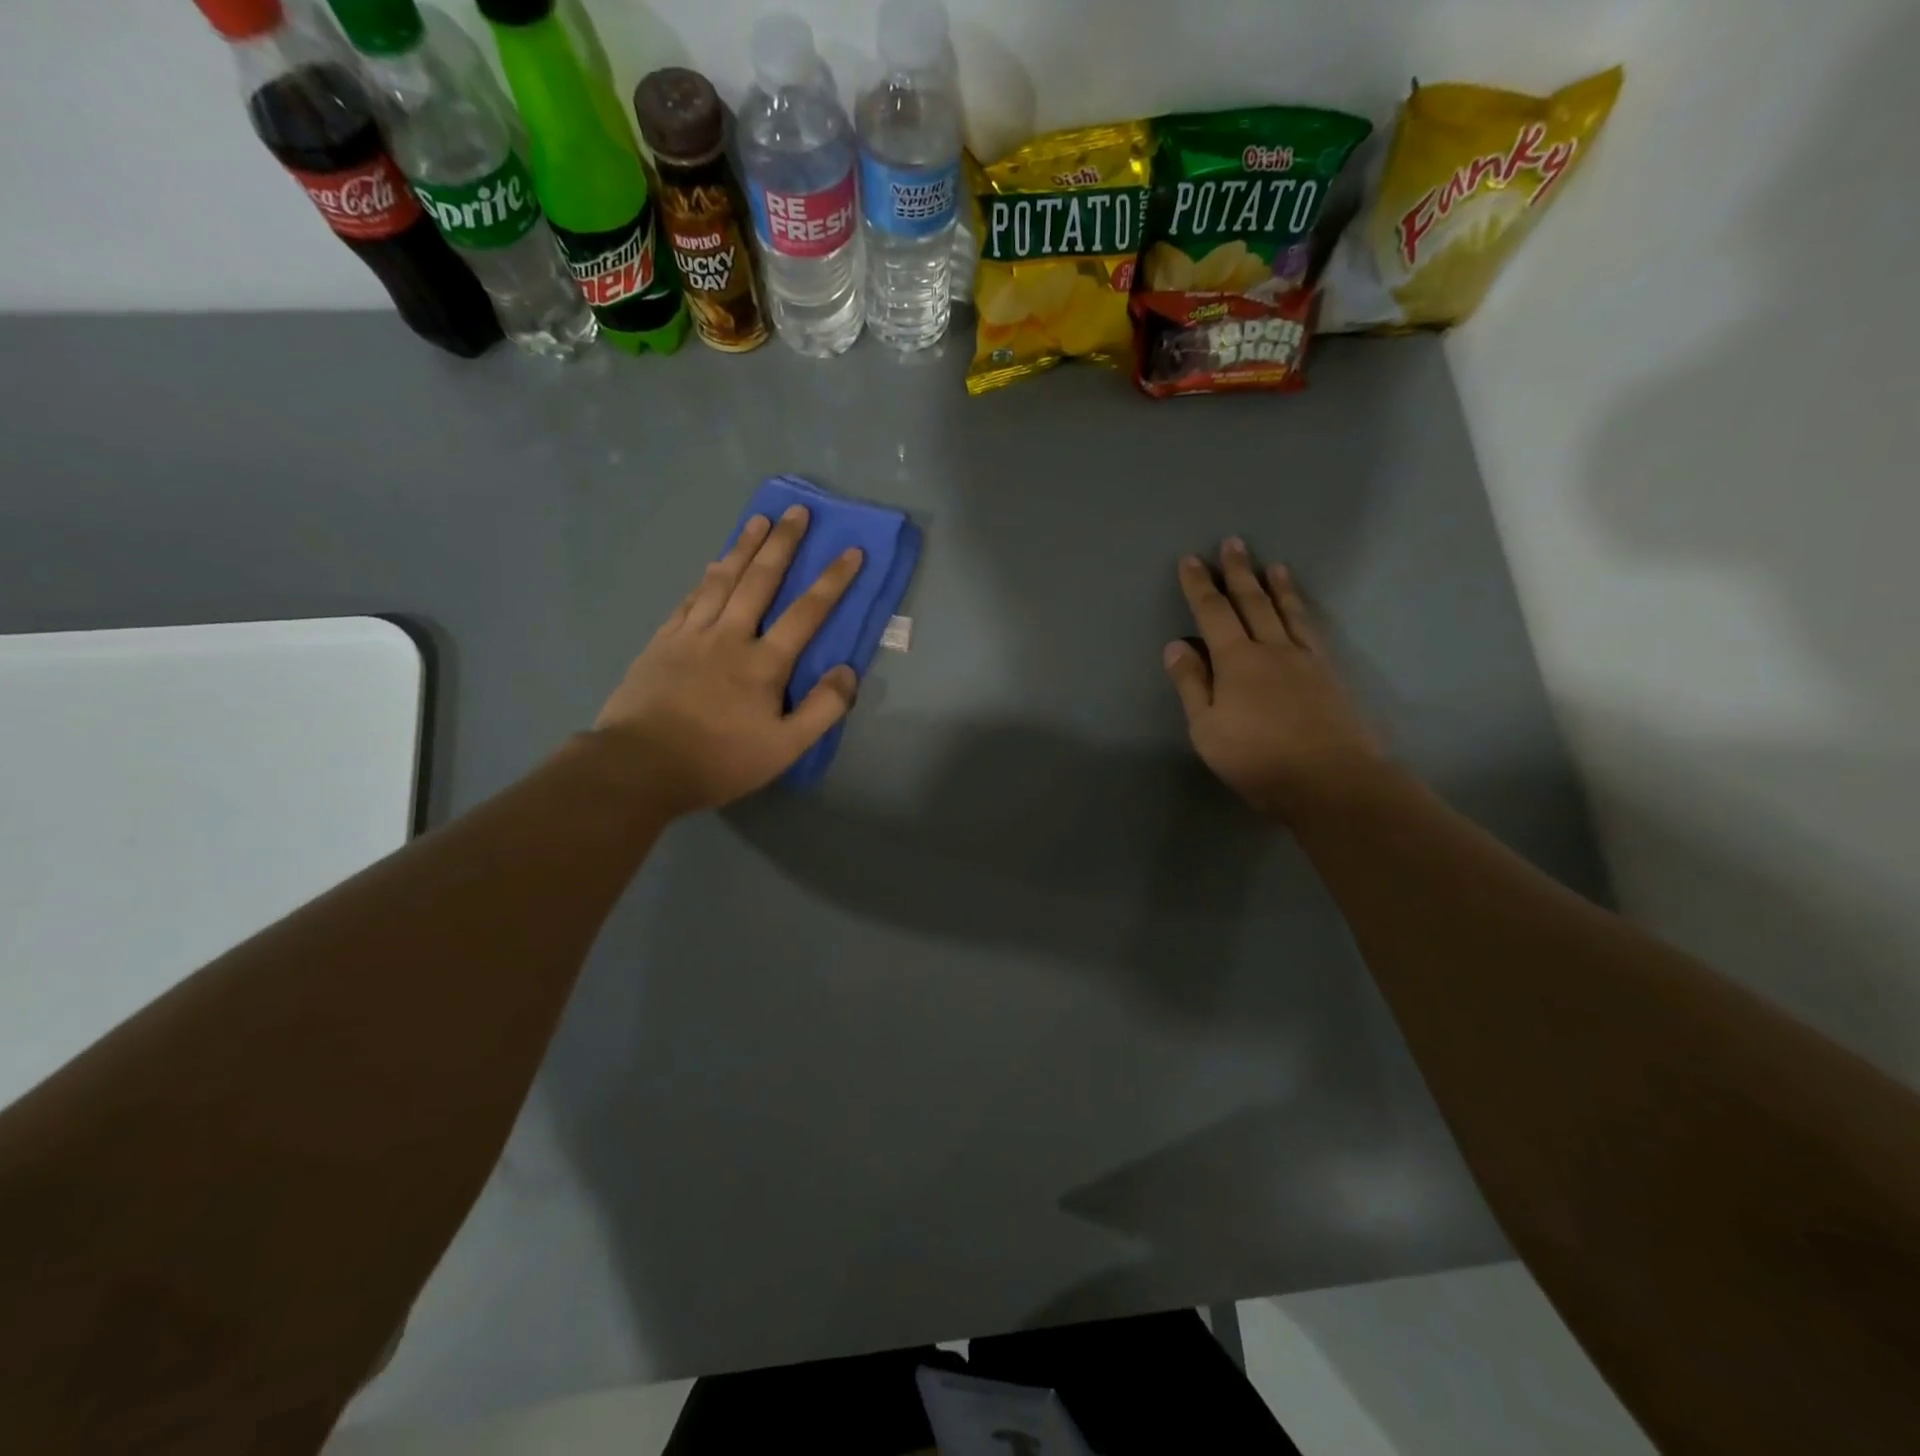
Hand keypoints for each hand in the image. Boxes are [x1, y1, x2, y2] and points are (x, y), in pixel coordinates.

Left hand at [592, 505, 862, 817]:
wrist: (640, 765)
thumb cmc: (718, 759)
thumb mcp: (785, 748)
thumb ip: (822, 709)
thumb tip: (848, 671)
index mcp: (763, 662)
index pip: (806, 612)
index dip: (832, 580)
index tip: (852, 551)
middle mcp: (729, 636)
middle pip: (760, 580)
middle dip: (782, 544)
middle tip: (796, 512)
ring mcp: (691, 635)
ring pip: (722, 580)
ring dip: (743, 547)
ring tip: (758, 520)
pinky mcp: (662, 642)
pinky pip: (690, 599)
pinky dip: (706, 578)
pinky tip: (713, 565)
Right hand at [1164, 539, 1385, 821]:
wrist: (1331, 780)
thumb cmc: (1258, 759)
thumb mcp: (1207, 729)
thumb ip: (1192, 685)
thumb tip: (1177, 644)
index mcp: (1237, 661)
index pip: (1214, 613)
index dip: (1200, 586)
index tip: (1192, 560)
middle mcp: (1272, 650)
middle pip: (1253, 602)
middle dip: (1239, 572)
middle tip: (1234, 543)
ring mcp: (1306, 660)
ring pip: (1288, 612)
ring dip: (1277, 586)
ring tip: (1273, 565)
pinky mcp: (1330, 675)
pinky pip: (1312, 631)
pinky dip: (1302, 612)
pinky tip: (1302, 611)